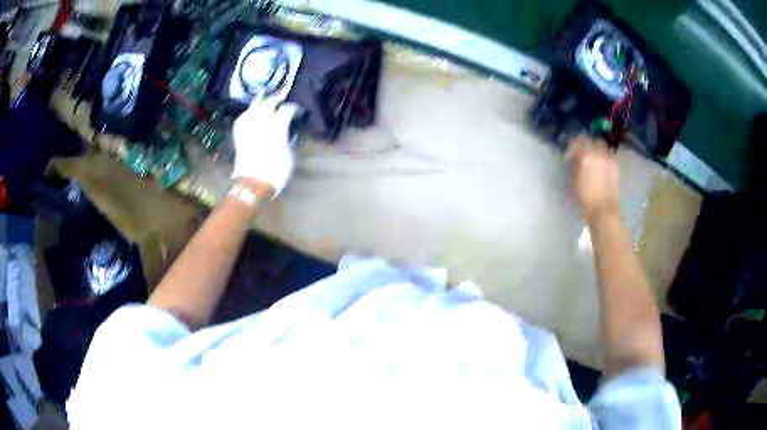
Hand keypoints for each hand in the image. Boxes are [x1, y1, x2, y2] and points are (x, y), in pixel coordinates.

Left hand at [232, 99, 299, 195]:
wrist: (253, 184)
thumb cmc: (276, 172)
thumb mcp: (289, 154)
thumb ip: (287, 138)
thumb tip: (286, 131)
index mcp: (277, 126)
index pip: (286, 109)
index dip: (293, 108)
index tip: (297, 111)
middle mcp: (262, 122)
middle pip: (269, 103)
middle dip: (276, 100)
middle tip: (280, 100)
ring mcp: (248, 127)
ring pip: (253, 107)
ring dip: (259, 102)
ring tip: (264, 97)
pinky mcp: (239, 135)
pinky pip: (241, 119)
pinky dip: (246, 114)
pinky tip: (248, 113)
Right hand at [565, 135, 619, 223]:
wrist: (604, 210)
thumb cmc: (585, 197)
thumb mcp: (573, 181)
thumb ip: (574, 166)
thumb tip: (574, 159)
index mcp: (587, 155)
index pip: (578, 140)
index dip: (572, 146)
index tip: (568, 156)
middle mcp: (599, 153)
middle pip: (592, 140)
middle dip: (586, 144)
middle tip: (581, 154)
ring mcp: (609, 158)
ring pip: (602, 145)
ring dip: (596, 149)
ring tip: (592, 159)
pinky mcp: (616, 166)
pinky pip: (609, 154)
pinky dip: (604, 156)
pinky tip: (601, 165)